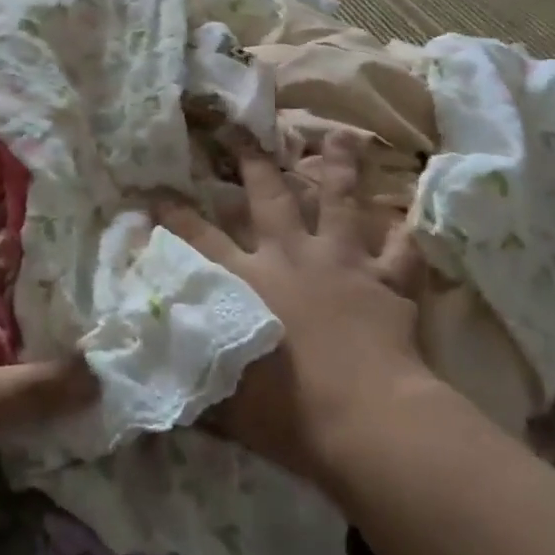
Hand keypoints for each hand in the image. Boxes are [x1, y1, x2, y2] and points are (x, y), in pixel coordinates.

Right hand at [157, 132, 442, 487]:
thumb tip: (148, 366)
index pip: (199, 239)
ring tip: (341, 135)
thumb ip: (188, 373)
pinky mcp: (385, 282)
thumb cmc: (286, 413)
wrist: (366, 420)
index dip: (175, 214)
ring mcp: (341, 263)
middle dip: (253, 163)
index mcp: (247, 280)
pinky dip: (403, 236)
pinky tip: (407, 219)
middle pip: (269, 198)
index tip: (157, 193)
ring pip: (339, 203)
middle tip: (243, 133)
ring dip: (339, 168)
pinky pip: (399, 252)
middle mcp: (290, 257)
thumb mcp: (221, 398)